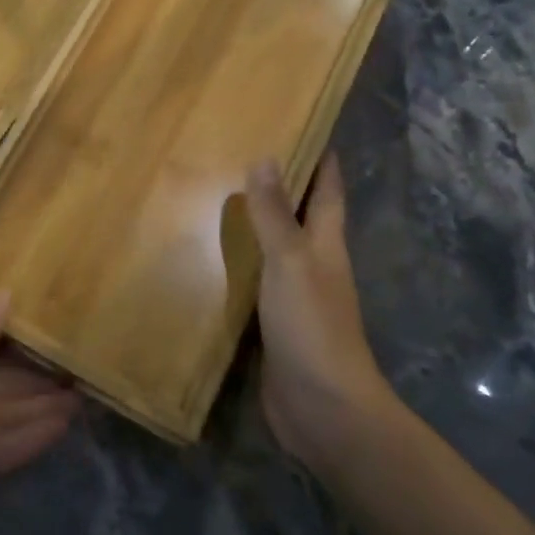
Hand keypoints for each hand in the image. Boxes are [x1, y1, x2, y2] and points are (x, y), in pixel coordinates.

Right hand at [245, 153, 395, 472]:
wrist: (322, 408)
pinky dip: (235, 263)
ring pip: (273, 248)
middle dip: (282, 185)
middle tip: (243, 152)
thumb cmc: (312, 325)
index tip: (306, 125)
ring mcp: (292, 296)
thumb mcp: (291, 261)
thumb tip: (265, 159)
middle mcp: (312, 264)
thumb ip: (275, 215)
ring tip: (216, 195)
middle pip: (301, 215)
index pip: (328, 190)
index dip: (322, 160)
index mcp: (326, 244)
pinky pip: (251, 282)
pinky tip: (206, 255)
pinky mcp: (271, 324)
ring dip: (254, 224)